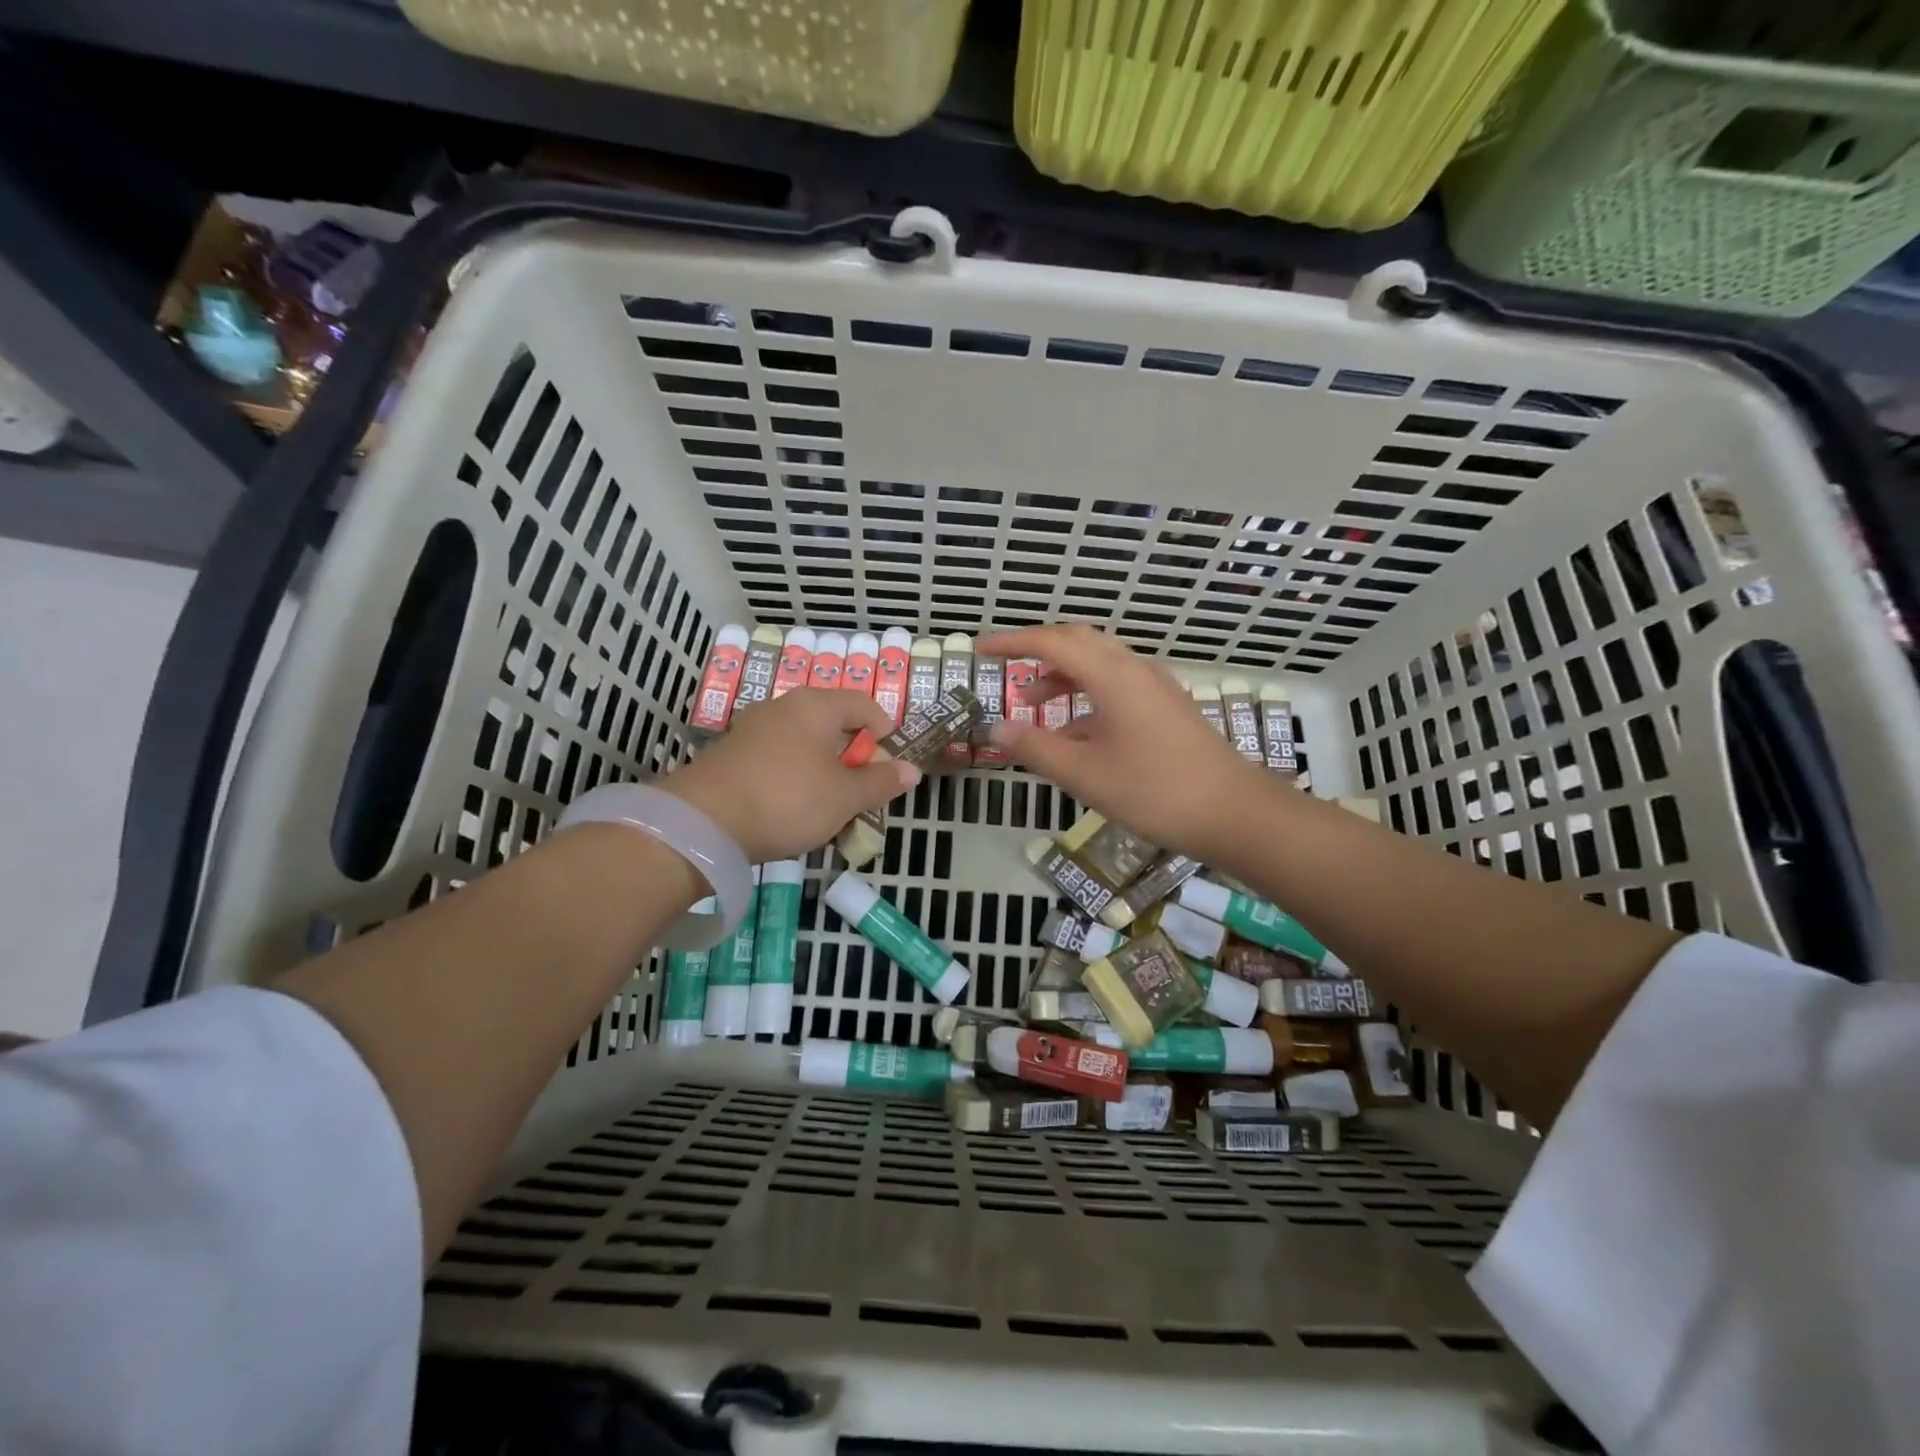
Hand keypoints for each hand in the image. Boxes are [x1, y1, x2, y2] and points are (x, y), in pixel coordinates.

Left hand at [661, 688, 918, 862]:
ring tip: (829, 803)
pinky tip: (792, 806)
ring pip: (803, 742)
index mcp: (816, 705)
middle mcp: (783, 706)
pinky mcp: (731, 754)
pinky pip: (777, 757)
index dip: (884, 730)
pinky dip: (794, 776)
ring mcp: (752, 728)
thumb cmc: (788, 799)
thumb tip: (912, 770)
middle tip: (862, 788)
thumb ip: (880, 782)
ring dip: (822, 768)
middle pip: (831, 722)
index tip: (891, 761)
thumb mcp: (844, 797)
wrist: (703, 821)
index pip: (863, 704)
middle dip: (852, 754)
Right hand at [977, 625, 1272, 861]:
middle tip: (1006, 667)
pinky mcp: (1167, 708)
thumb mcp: (1084, 774)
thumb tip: (995, 727)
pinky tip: (1075, 733)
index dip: (1012, 642)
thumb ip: (1035, 747)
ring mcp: (1156, 687)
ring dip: (1063, 675)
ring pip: (1100, 664)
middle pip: (1079, 642)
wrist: (1234, 812)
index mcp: (1112, 675)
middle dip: (1038, 651)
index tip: (981, 649)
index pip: (1052, 642)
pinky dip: (1087, 696)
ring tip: (1032, 703)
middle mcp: (1135, 669)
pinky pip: (1117, 686)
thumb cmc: (1154, 791)